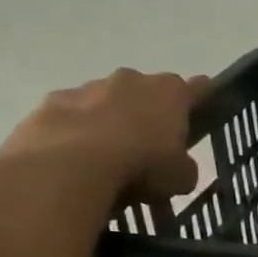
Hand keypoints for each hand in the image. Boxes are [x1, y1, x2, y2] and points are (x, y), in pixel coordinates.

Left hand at [0, 69, 209, 199]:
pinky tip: (76, 160)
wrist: (71, 164)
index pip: (197, 89)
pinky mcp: (52, 102)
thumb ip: (184, 168)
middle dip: (148, 115)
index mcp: (169, 92)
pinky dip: (76, 134)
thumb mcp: (180, 177)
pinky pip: (72, 117)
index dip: (203, 100)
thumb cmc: (141, 164)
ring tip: (108, 159)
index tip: (205, 112)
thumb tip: (179, 168)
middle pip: (146, 93)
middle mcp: (131, 79)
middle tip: (149, 148)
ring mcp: (88, 87)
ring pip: (105, 102)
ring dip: (109, 123)